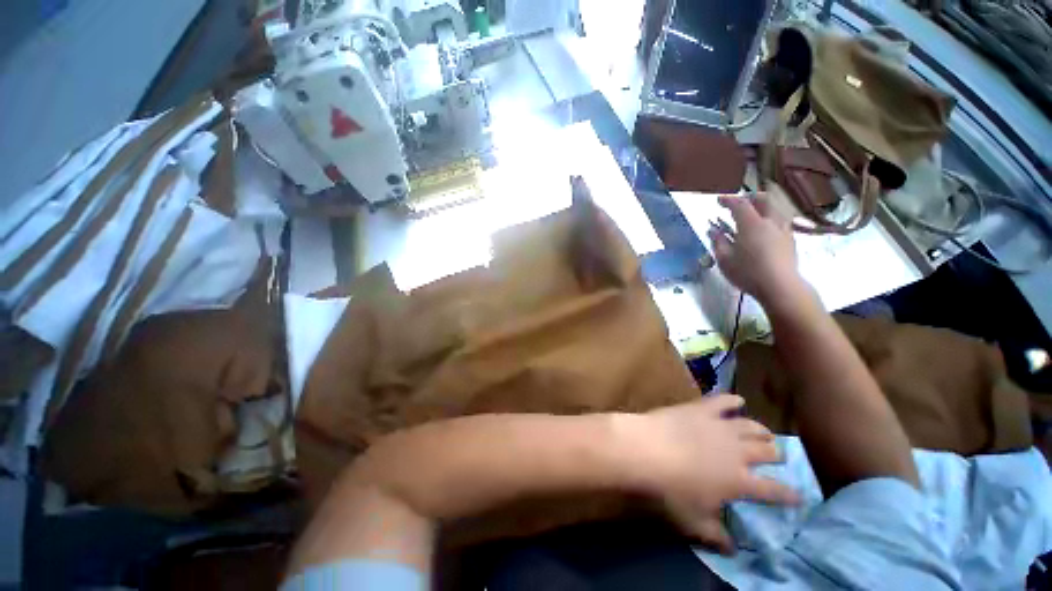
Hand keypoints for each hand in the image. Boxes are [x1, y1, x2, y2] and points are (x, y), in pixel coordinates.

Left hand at [628, 395, 799, 552]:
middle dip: (777, 455)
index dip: (789, 494)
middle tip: (778, 456)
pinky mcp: (701, 409)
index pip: (774, 490)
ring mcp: (720, 427)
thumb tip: (732, 550)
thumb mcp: (694, 521)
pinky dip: (732, 400)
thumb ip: (716, 536)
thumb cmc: (671, 490)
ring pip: (751, 426)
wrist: (648, 449)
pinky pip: (722, 402)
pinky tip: (739, 400)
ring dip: (761, 430)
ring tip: (766, 433)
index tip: (800, 496)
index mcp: (740, 482)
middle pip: (767, 452)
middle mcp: (738, 452)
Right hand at [707, 194, 803, 306]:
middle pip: (764, 200)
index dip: (728, 200)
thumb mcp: (724, 259)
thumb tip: (713, 230)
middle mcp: (770, 222)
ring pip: (776, 209)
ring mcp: (783, 230)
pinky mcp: (790, 240)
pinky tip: (765, 229)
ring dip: (763, 207)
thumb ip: (718, 242)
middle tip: (740, 202)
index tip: (719, 200)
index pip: (739, 204)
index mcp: (751, 224)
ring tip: (754, 214)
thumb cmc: (747, 272)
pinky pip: (781, 221)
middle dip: (751, 197)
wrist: (780, 286)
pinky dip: (771, 218)